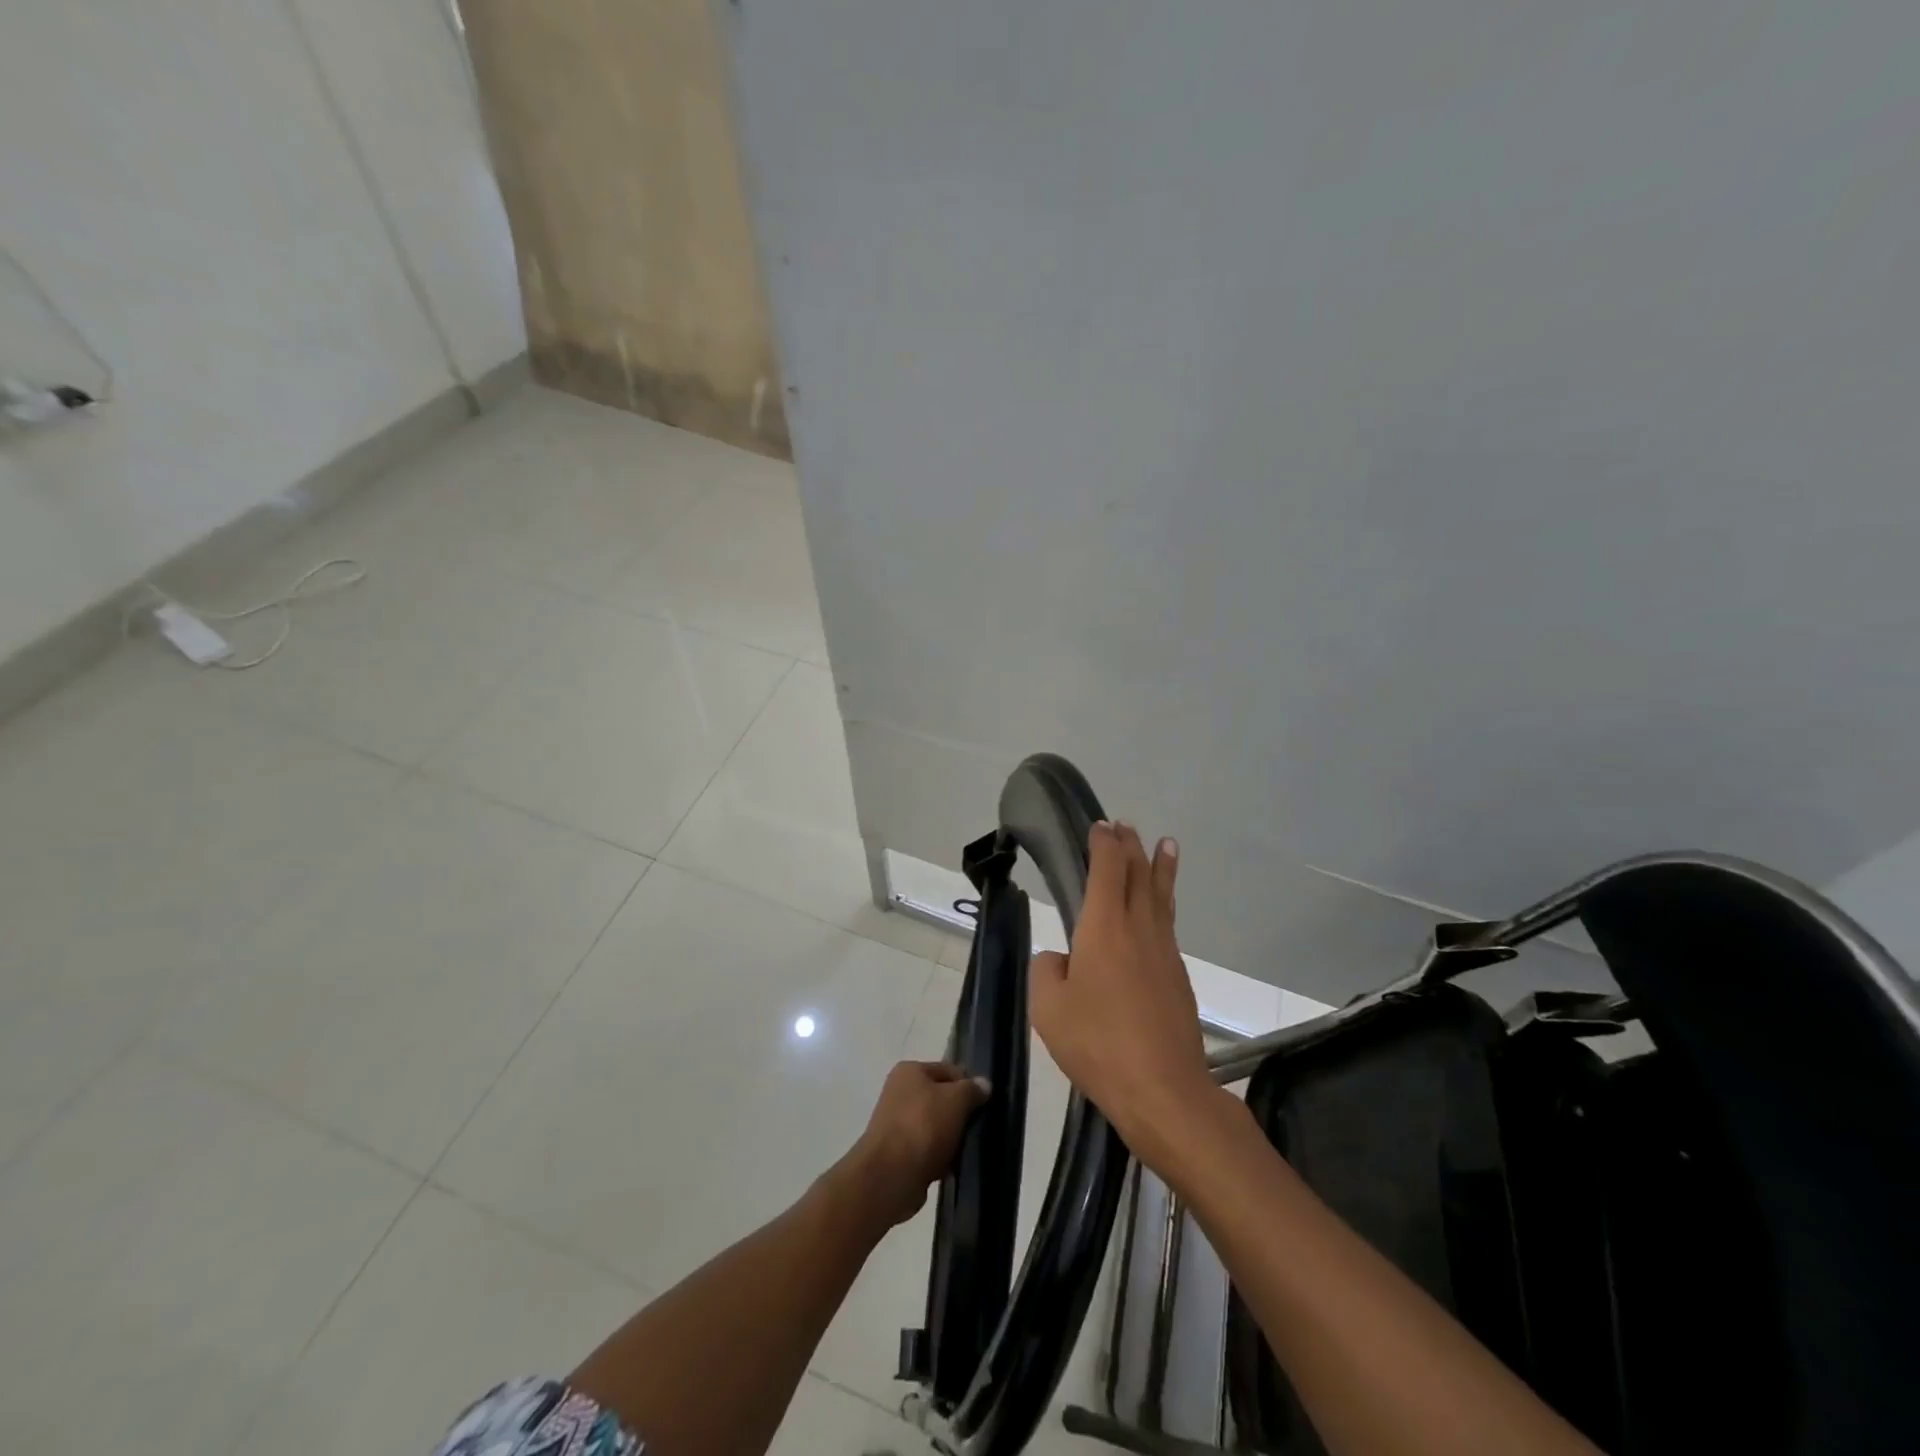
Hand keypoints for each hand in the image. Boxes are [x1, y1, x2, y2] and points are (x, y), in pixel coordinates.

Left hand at [836, 1060, 990, 1228]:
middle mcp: (899, 1093)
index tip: (985, 1103)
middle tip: (977, 1128)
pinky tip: (951, 1168)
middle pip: (941, 1099)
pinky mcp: (897, 1154)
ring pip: (935, 1127)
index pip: (948, 1070)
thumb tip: (984, 1084)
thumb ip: (972, 1089)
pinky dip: (939, 1158)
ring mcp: (896, 1125)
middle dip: (960, 1114)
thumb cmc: (923, 1126)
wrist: (890, 1176)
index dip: (968, 1084)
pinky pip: (927, 1151)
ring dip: (951, 1139)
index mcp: (909, 1071)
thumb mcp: (956, 1099)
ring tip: (965, 1150)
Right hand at [1030, 822, 1223, 1166]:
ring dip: (1160, 867)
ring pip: (1161, 896)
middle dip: (1131, 846)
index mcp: (1105, 927)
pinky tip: (1160, 910)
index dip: (1103, 843)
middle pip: (1139, 874)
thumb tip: (1062, 960)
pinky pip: (1168, 923)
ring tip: (1165, 844)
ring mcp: (1164, 951)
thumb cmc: (1098, 1044)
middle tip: (1126, 826)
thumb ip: (1047, 971)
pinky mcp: (1178, 976)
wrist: (1164, 1090)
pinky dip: (1164, 900)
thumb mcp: (1049, 1008)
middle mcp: (1139, 928)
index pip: (1107, 869)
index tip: (1100, 826)